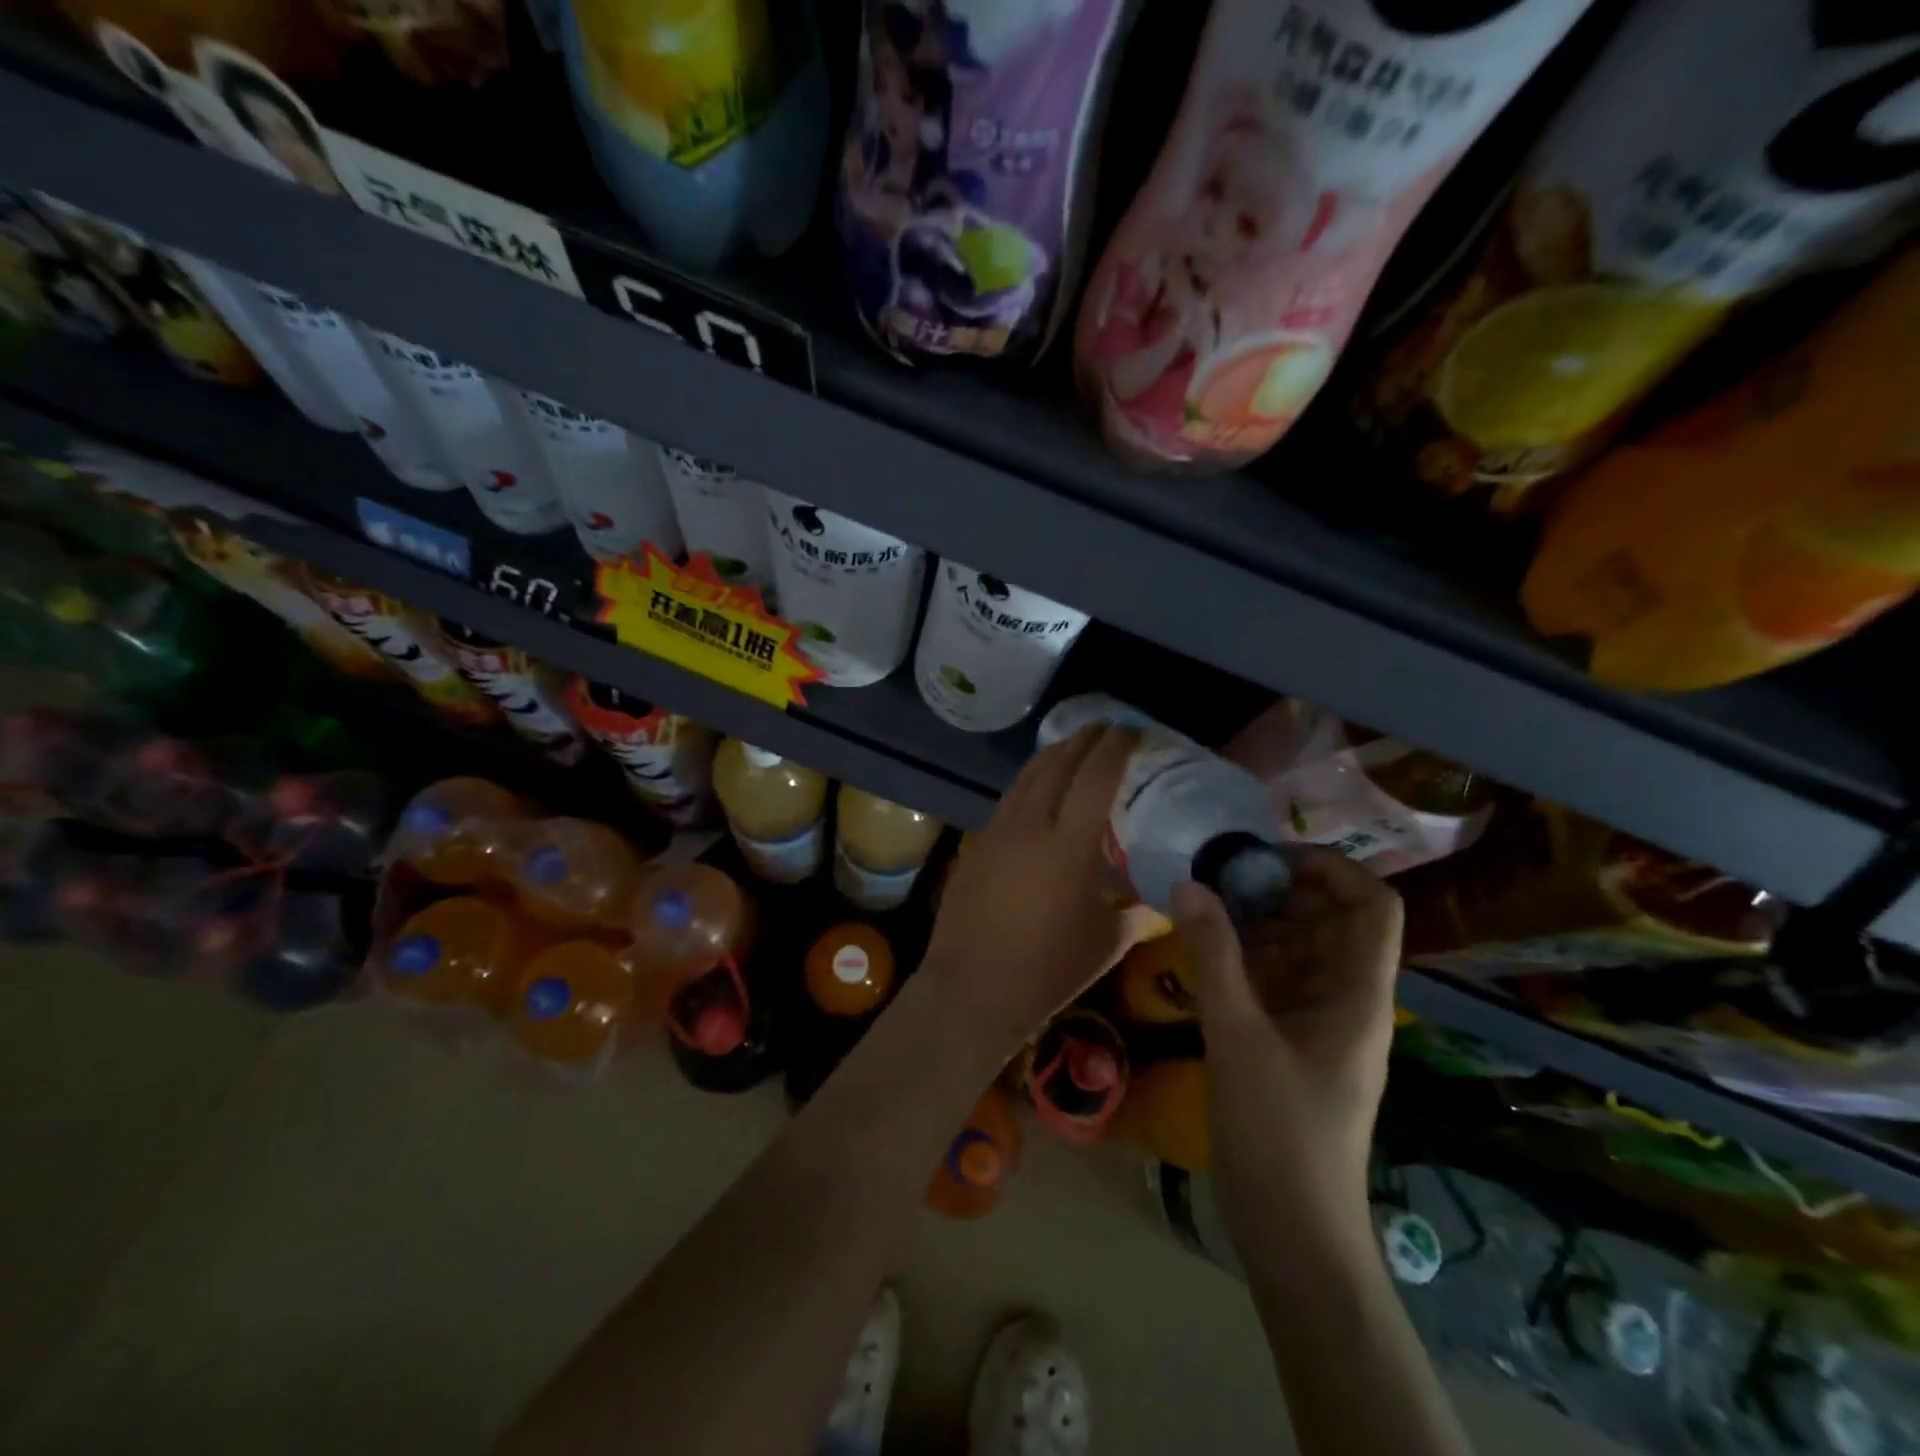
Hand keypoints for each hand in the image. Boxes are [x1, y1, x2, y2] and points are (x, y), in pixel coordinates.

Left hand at [922, 725, 1142, 1058]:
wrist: (972, 989)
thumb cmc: (1047, 970)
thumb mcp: (1106, 943)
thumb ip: (1139, 913)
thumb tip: (1164, 900)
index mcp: (1068, 845)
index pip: (1095, 777)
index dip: (1114, 747)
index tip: (1131, 729)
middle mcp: (1030, 826)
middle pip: (1056, 764)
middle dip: (1083, 739)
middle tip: (1105, 727)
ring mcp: (997, 832)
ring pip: (1026, 777)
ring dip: (1053, 754)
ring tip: (1073, 746)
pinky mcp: (976, 845)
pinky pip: (1008, 800)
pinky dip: (1030, 782)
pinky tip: (1039, 790)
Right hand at [1170, 848, 1402, 1240]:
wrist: (1293, 1233)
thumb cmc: (1279, 1133)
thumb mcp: (1238, 1037)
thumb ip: (1213, 956)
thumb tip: (1189, 883)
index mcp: (1358, 994)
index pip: (1373, 906)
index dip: (1330, 868)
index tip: (1266, 858)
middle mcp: (1347, 999)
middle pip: (1331, 920)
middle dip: (1280, 890)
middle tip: (1219, 876)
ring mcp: (1319, 1021)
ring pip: (1299, 948)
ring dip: (1257, 921)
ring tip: (1203, 904)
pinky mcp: (1291, 1041)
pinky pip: (1274, 979)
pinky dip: (1244, 956)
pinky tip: (1203, 949)